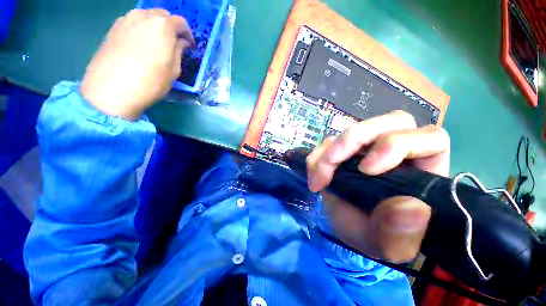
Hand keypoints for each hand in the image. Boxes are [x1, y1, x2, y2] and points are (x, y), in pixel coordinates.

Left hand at [80, 9, 194, 120]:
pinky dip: (140, 29)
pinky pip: (132, 23)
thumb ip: (178, 52)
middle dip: (171, 26)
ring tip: (156, 42)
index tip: (189, 45)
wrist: (112, 89)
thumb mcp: (174, 70)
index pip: (180, 22)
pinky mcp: (112, 28)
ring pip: (145, 16)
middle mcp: (143, 16)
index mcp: (163, 26)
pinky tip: (140, 44)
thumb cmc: (151, 81)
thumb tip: (180, 42)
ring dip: (154, 26)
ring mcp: (125, 20)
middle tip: (174, 42)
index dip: (187, 34)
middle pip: (161, 15)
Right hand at [307, 111, 449, 262]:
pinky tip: (315, 174)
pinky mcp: (346, 149)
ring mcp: (370, 147)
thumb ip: (401, 234)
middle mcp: (401, 152)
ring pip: (357, 128)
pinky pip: (331, 141)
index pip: (430, 138)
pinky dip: (319, 155)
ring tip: (319, 175)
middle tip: (331, 162)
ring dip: (332, 149)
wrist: (348, 227)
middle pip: (391, 122)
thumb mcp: (387, 245)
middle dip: (355, 139)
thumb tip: (412, 208)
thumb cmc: (374, 235)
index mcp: (425, 171)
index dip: (398, 144)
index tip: (366, 170)